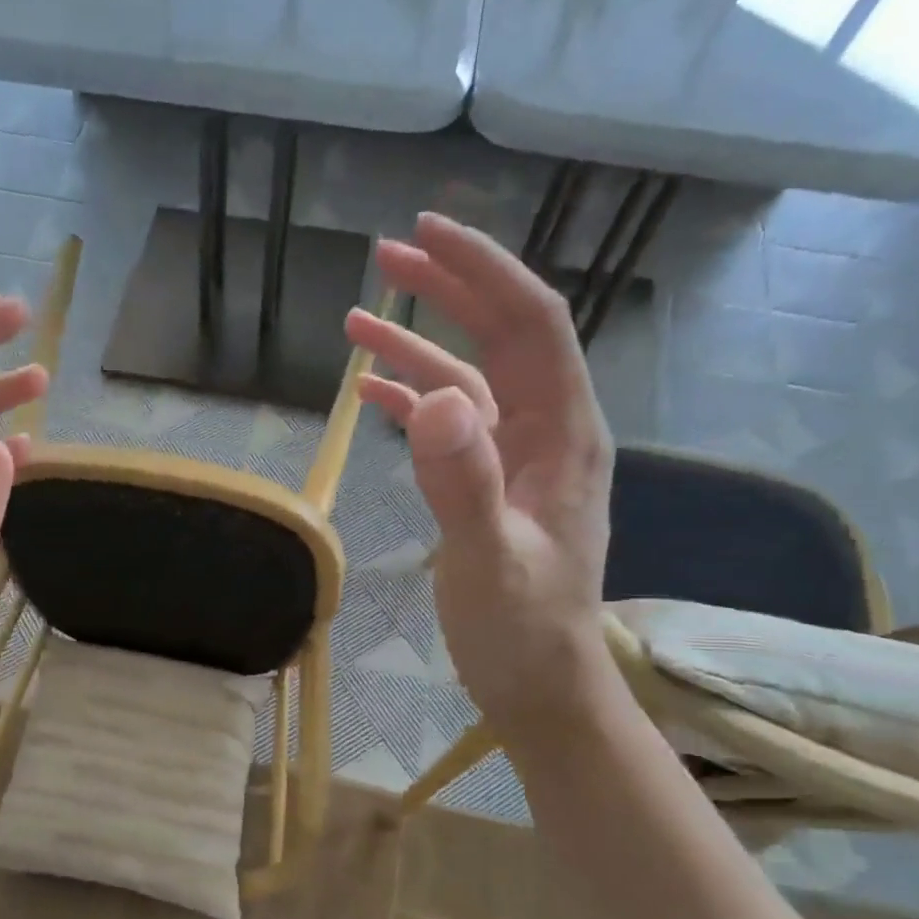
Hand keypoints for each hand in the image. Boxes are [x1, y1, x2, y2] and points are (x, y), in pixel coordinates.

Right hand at [347, 212, 615, 741]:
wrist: (538, 684)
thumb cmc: (522, 630)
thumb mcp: (489, 561)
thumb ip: (464, 482)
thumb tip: (434, 398)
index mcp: (562, 434)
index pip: (531, 324)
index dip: (483, 271)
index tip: (427, 234)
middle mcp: (546, 431)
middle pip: (500, 337)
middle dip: (447, 291)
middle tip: (384, 258)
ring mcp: (516, 458)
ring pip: (468, 379)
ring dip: (416, 347)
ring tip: (356, 319)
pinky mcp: (488, 485)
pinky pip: (450, 426)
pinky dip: (410, 403)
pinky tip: (369, 394)